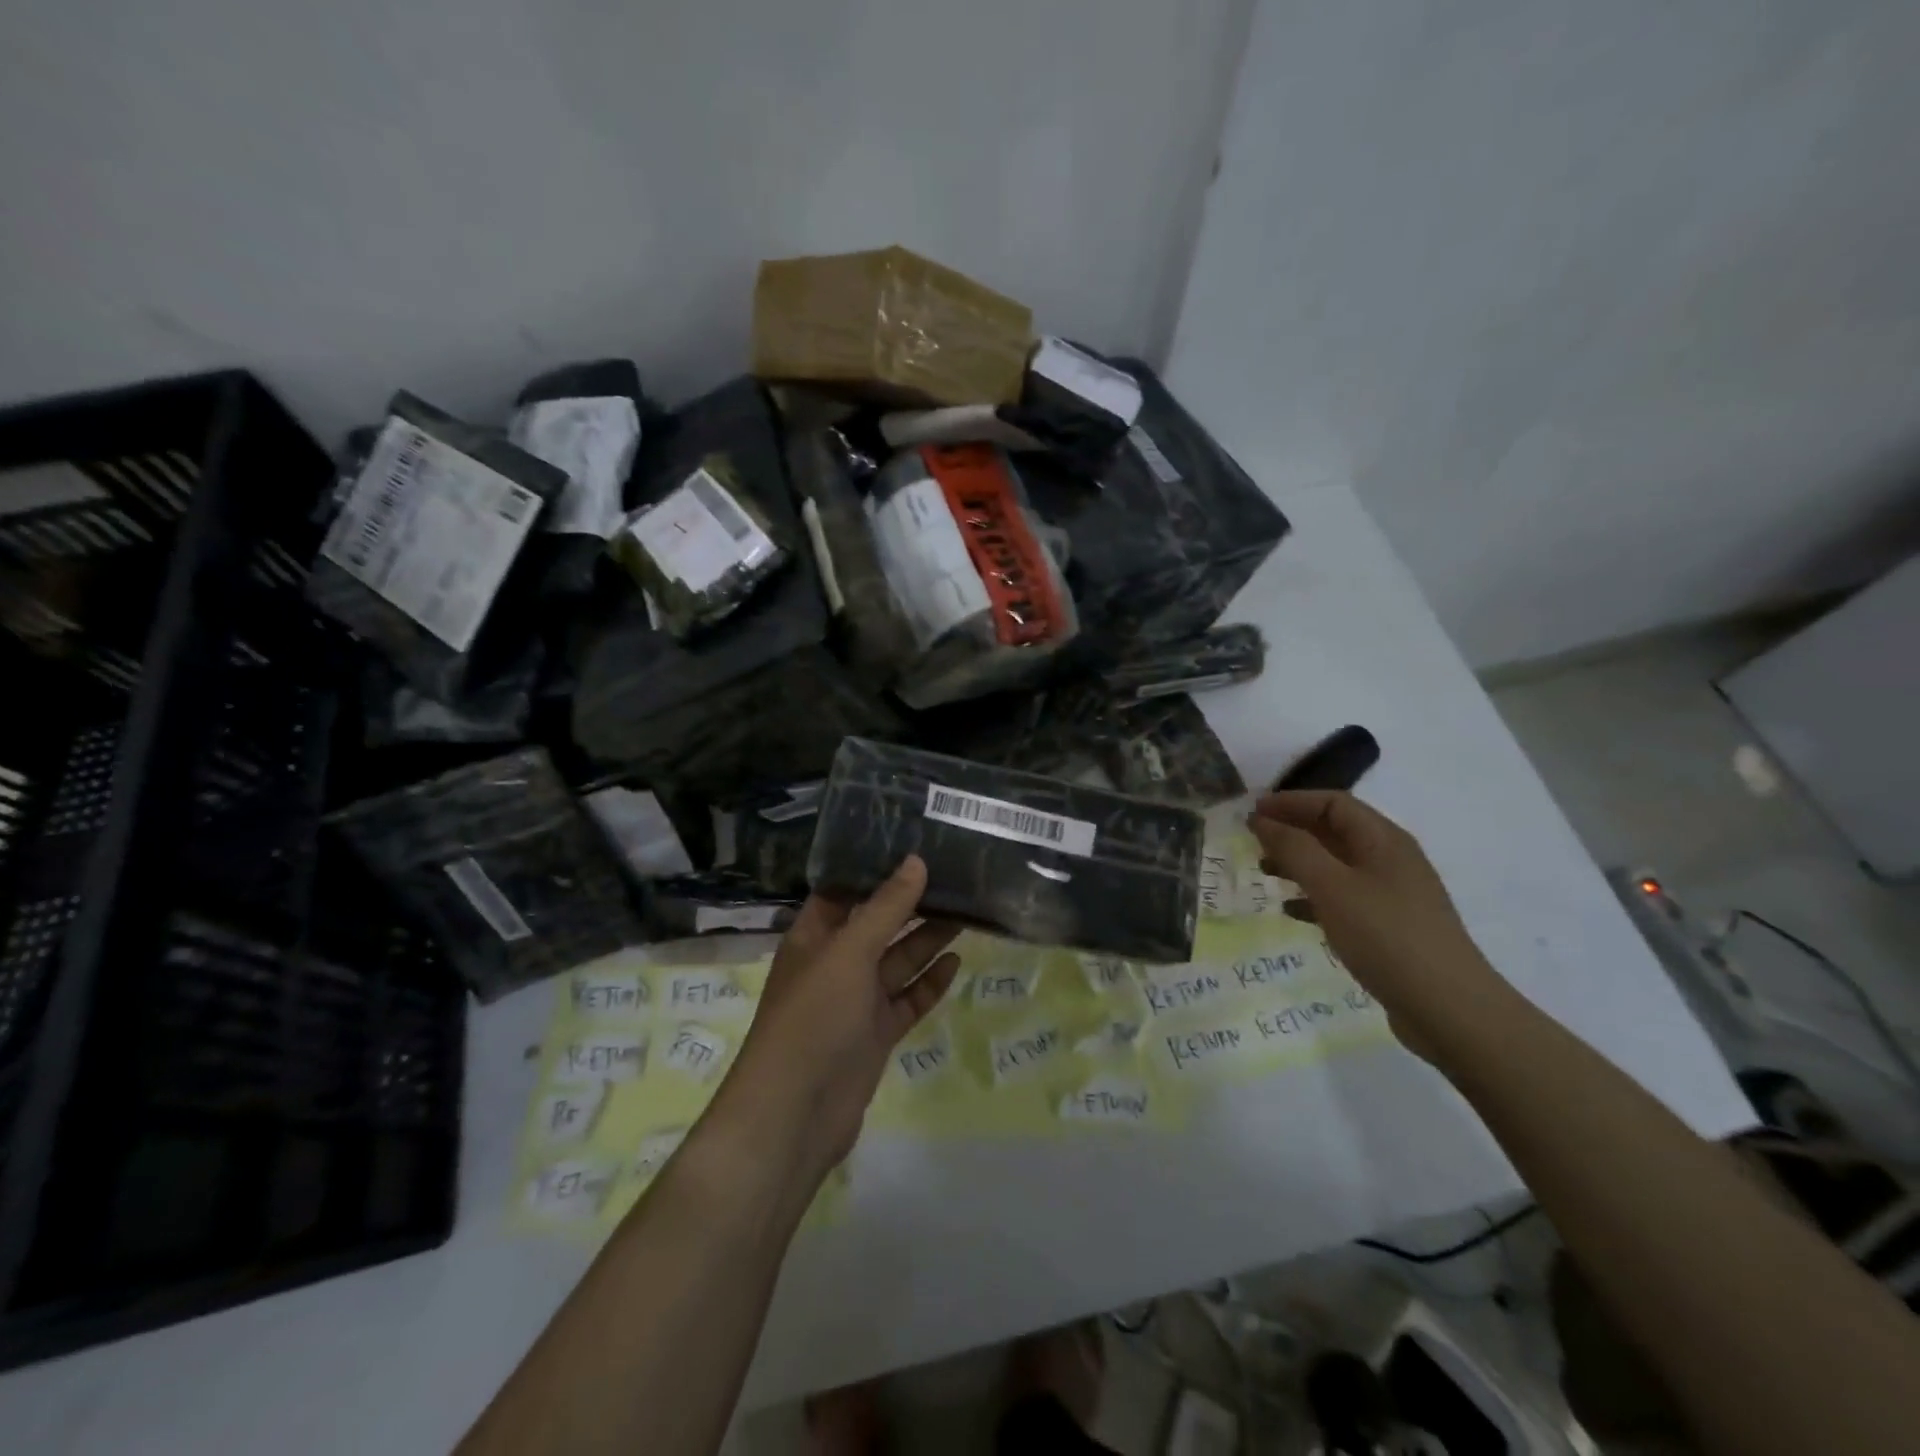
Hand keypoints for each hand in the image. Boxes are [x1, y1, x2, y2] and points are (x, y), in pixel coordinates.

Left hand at [715, 856, 960, 1182]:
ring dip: (927, 940)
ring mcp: (857, 1002)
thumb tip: (917, 860)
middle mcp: (835, 964)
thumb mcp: (849, 952)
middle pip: (878, 925)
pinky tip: (957, 962)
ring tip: (966, 911)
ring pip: (897, 962)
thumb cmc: (813, 1017)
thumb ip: (886, 908)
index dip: (875, 870)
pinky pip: (907, 1000)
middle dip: (911, 904)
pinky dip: (930, 983)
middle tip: (954, 877)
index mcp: (814, 938)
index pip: (844, 892)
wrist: (795, 1113)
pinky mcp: (876, 1034)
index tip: (915, 846)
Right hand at [1246, 791, 1503, 1059]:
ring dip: (1299, 862)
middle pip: (1335, 830)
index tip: (1252, 813)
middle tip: (1253, 842)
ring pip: (1337, 864)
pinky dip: (1314, 896)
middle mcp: (1391, 859)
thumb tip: (1262, 820)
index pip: (1333, 803)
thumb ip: (1294, 849)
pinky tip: (1291, 911)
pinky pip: (1344, 897)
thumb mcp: (1332, 887)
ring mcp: (1393, 894)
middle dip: (1293, 830)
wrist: (1449, 1009)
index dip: (1291, 801)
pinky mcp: (1389, 926)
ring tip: (1265, 873)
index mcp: (1383, 840)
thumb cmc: (1386, 937)